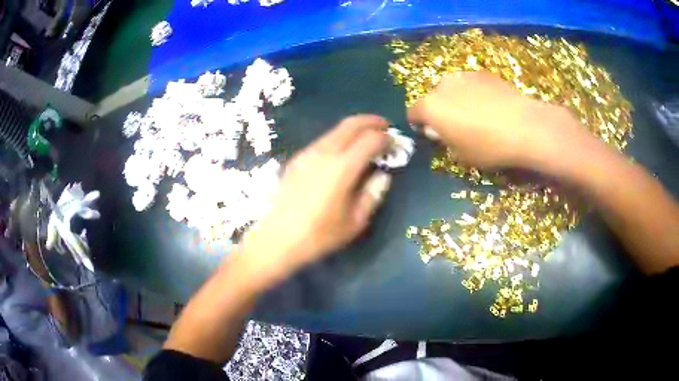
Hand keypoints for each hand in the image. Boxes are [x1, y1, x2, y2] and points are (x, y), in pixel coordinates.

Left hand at [238, 115, 391, 286]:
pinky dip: (339, 137)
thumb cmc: (318, 236)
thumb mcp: (354, 222)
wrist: (275, 240)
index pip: (370, 139)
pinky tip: (344, 152)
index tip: (395, 144)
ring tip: (367, 138)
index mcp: (342, 168)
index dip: (386, 138)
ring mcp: (307, 154)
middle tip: (385, 127)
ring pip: (335, 130)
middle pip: (351, 124)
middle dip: (372, 121)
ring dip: (354, 128)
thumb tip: (383, 175)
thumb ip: (372, 195)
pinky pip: (323, 140)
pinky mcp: (297, 159)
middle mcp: (324, 153)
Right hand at [407, 71, 591, 170]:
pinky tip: (491, 106)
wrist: (523, 126)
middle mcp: (442, 85)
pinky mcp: (483, 73)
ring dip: (457, 99)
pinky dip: (474, 93)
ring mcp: (463, 76)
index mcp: (430, 107)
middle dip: (440, 109)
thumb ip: (445, 140)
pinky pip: (471, 84)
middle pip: (433, 97)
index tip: (429, 133)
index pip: (413, 113)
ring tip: (476, 114)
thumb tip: (442, 131)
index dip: (419, 124)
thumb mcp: (460, 155)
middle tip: (456, 125)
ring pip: (453, 88)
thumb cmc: (488, 147)